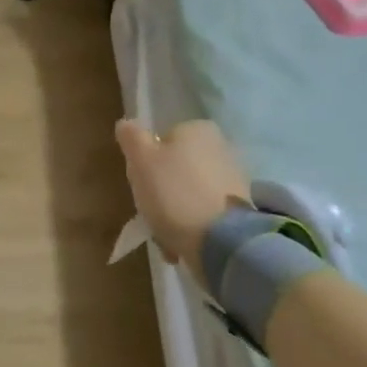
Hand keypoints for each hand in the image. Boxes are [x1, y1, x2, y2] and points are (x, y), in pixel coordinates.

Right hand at [115, 119, 251, 275]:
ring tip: (165, 236)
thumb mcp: (141, 160)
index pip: (162, 141)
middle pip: (176, 169)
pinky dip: (191, 226)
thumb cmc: (173, 193)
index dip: (146, 163)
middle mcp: (221, 147)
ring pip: (189, 194)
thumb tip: (126, 123)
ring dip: (174, 213)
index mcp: (198, 129)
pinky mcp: (240, 209)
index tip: (140, 184)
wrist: (221, 241)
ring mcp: (234, 179)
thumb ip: (131, 138)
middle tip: (150, 211)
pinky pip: (204, 213)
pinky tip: (182, 243)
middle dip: (161, 192)